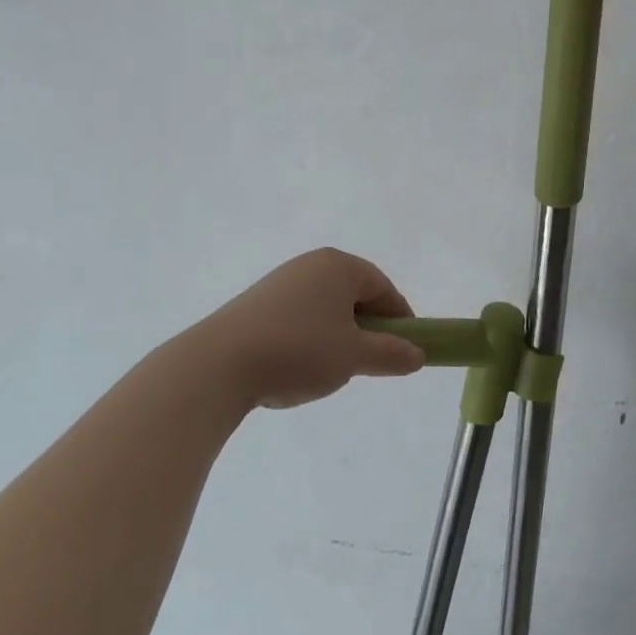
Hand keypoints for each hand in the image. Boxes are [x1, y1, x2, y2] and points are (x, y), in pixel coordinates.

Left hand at [195, 249, 424, 410]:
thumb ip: (391, 354)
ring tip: (331, 369)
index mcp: (339, 266)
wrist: (217, 366)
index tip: (405, 349)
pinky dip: (309, 338)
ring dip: (338, 335)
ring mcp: (280, 282)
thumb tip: (418, 354)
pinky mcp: (255, 303)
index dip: (399, 319)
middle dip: (367, 328)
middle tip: (370, 362)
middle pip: (354, 294)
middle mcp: (311, 265)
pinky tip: (297, 366)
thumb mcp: (353, 357)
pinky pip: (298, 316)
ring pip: (325, 308)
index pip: (383, 288)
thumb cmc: (299, 351)